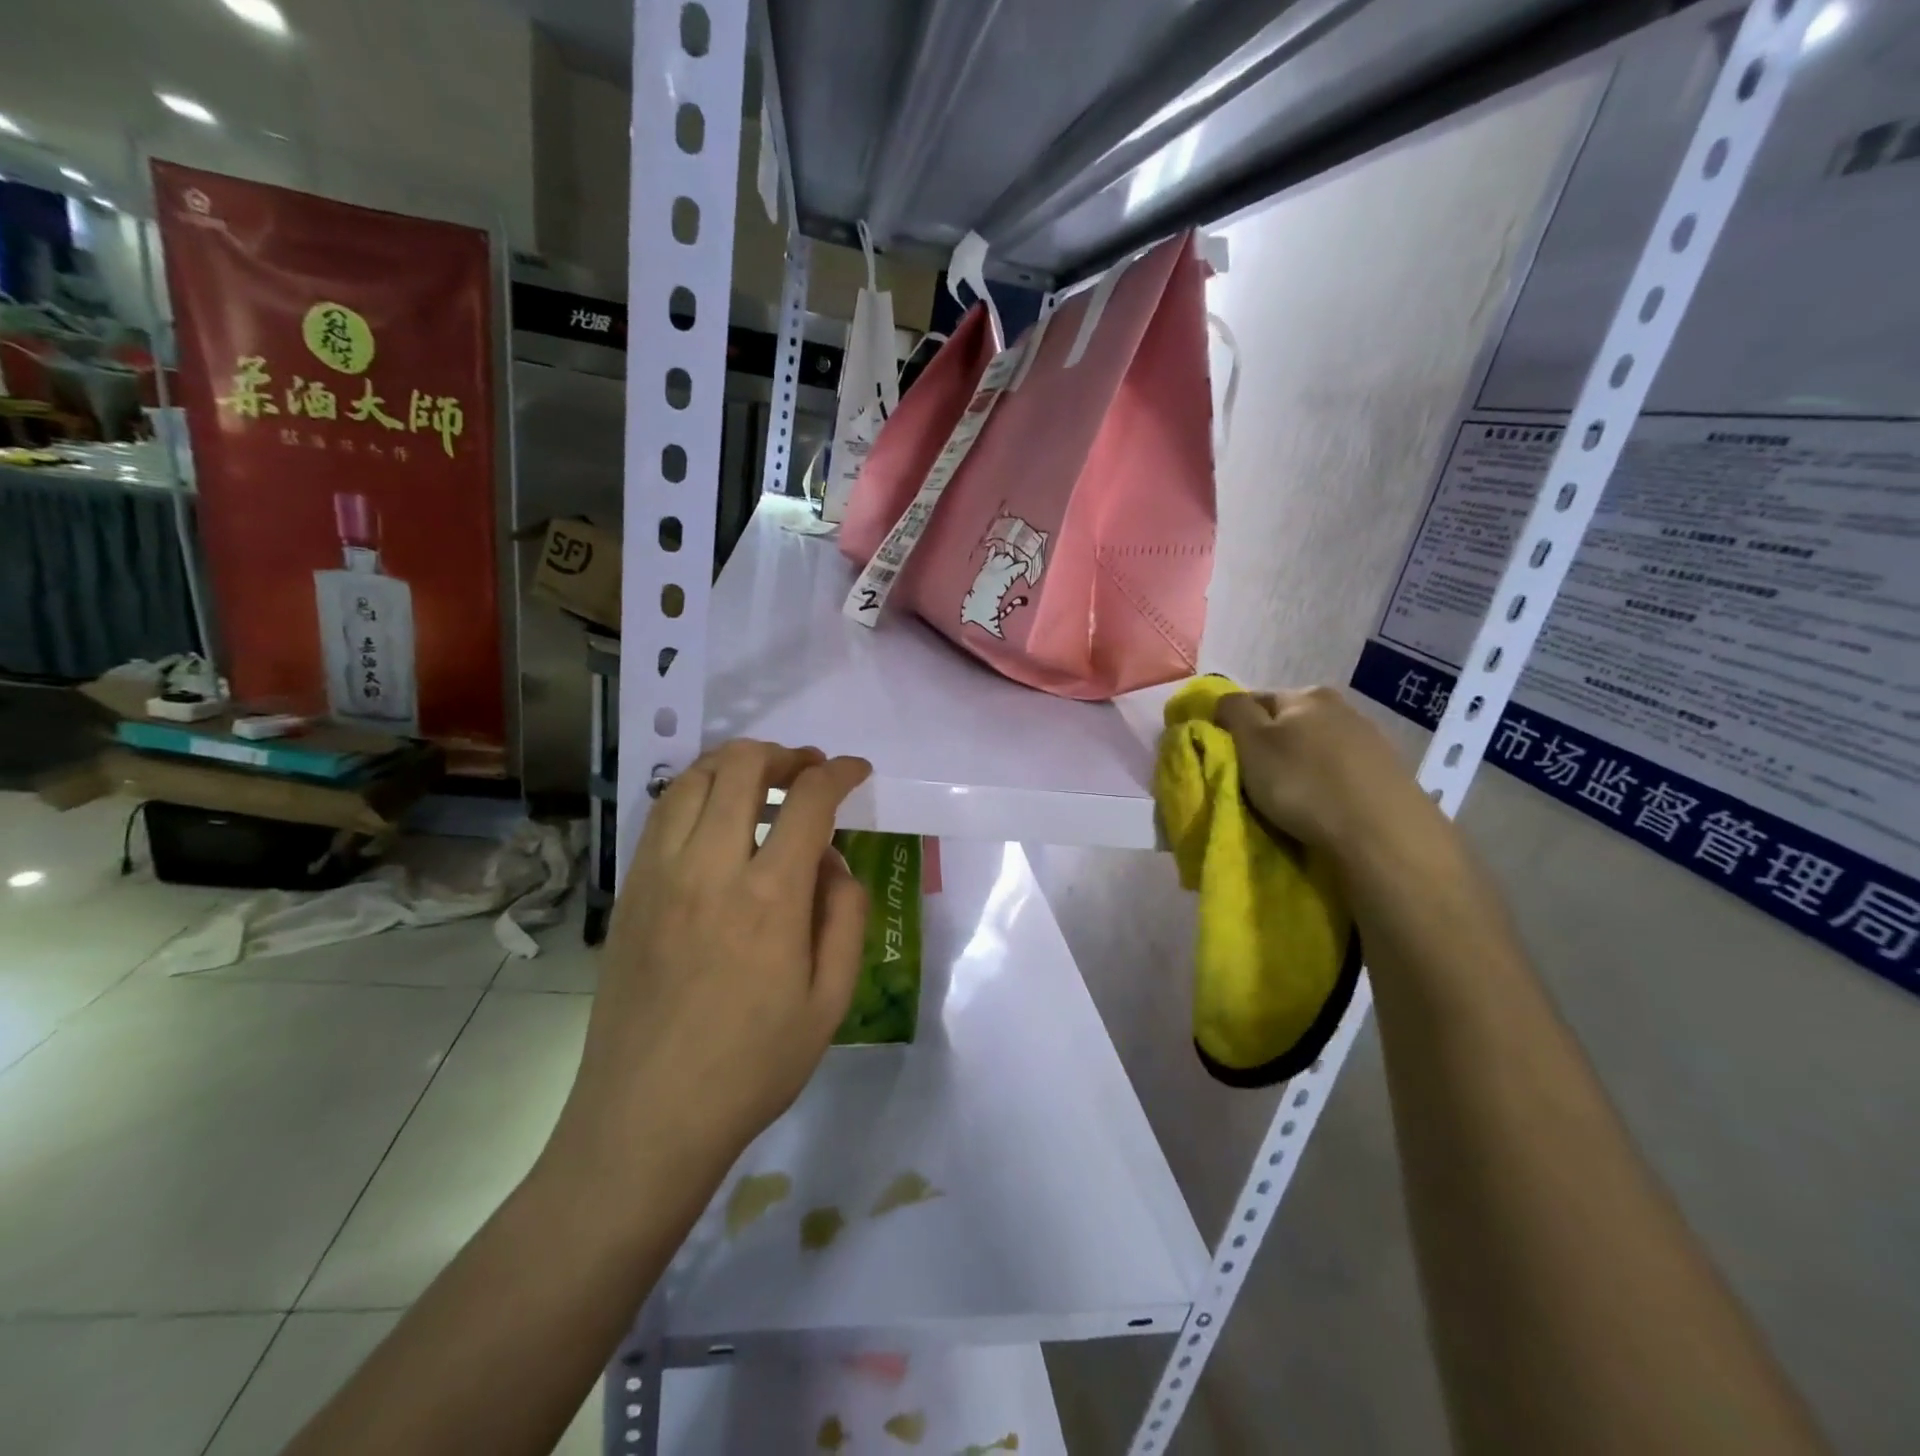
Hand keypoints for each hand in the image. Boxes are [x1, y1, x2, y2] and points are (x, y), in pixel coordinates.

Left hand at [549, 740, 873, 1190]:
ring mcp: (659, 875)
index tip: (858, 772)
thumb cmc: (752, 1067)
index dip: (840, 773)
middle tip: (809, 770)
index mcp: (769, 897)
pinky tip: (715, 816)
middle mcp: (709, 868)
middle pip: (742, 767)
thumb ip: (845, 916)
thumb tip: (832, 861)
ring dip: (735, 764)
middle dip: (785, 754)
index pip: (809, 800)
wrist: (646, 1119)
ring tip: (763, 779)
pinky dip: (697, 792)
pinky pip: (661, 814)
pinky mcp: (630, 891)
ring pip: (693, 779)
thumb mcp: (831, 1001)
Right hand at [1213, 686, 1445, 866]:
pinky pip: (1343, 771)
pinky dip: (1328, 783)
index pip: (1254, 700)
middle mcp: (1342, 707)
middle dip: (1271, 746)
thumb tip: (1226, 700)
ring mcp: (1371, 739)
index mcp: (1305, 695)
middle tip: (1256, 780)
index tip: (1227, 758)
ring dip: (1301, 765)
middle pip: (1289, 723)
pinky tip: (1325, 806)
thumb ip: (1233, 712)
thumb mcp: (1251, 744)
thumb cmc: (1304, 783)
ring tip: (1291, 799)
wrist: (1383, 833)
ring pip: (1318, 747)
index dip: (1234, 726)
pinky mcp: (1389, 772)